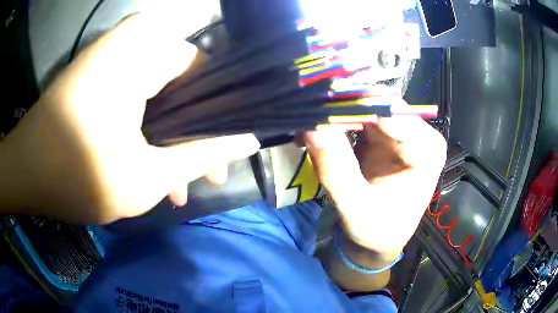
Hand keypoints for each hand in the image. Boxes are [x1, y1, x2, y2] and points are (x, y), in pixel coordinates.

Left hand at [0, 15, 258, 223]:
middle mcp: (132, 42)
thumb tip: (248, 139)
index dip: (220, 118)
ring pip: (161, 93)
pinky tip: (148, 164)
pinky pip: (138, 94)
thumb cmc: (77, 176)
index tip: (225, 155)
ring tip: (176, 183)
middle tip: (202, 174)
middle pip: (184, 84)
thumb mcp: (147, 177)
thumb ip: (201, 155)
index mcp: (144, 52)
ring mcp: (113, 55)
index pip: (207, 72)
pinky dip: (147, 128)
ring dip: (169, 137)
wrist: (26, 172)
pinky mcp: (100, 71)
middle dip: (193, 134)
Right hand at [306, 116, 446, 260]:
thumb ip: (337, 171)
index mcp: (426, 150)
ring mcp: (402, 132)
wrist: (380, 239)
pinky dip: (338, 121)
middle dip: (342, 106)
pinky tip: (320, 130)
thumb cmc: (378, 230)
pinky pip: (359, 116)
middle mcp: (419, 134)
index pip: (391, 112)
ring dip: (337, 112)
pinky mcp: (386, 134)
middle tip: (306, 112)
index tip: (318, 105)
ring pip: (366, 105)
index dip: (354, 104)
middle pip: (378, 103)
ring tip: (308, 121)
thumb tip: (313, 128)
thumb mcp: (356, 208)